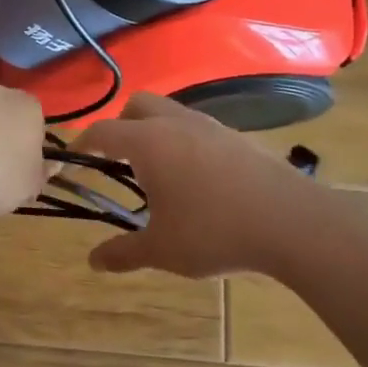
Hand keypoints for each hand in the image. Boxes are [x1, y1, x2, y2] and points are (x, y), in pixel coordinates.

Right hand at [77, 92, 318, 277]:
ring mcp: (211, 126)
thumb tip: (93, 262)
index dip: (83, 144)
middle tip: (118, 161)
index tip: (75, 161)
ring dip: (155, 131)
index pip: (103, 130)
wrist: (292, 223)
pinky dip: (185, 141)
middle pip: (137, 104)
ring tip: (158, 171)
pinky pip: (198, 127)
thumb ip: (124, 253)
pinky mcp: (238, 137)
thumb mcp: (163, 250)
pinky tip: (196, 179)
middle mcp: (176, 123)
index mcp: (148, 143)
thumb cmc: (215, 233)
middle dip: (121, 125)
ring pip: (171, 112)